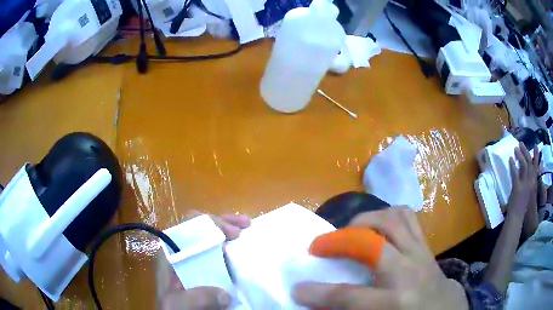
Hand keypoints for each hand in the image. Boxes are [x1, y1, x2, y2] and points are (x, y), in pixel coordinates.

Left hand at [155, 212, 249, 309]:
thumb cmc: (174, 309)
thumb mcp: (180, 304)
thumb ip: (199, 297)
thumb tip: (225, 293)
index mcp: (171, 253)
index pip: (187, 227)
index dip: (210, 224)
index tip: (232, 233)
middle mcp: (182, 252)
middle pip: (200, 228)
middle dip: (223, 223)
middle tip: (245, 225)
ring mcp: (194, 260)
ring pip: (210, 237)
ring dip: (228, 230)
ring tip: (247, 227)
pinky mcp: (204, 270)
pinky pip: (218, 253)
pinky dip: (231, 247)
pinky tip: (242, 247)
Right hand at [292, 208, 467, 309]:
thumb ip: (352, 309)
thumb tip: (320, 303)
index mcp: (396, 300)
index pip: (348, 295)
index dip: (318, 293)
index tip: (298, 288)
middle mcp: (409, 271)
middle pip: (372, 242)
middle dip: (341, 240)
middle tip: (323, 245)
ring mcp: (420, 253)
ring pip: (393, 219)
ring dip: (366, 220)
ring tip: (351, 231)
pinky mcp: (426, 244)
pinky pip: (407, 217)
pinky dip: (388, 216)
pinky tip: (377, 228)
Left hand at [507, 143, 539, 216]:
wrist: (517, 218)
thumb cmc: (522, 207)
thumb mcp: (527, 192)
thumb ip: (527, 182)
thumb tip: (524, 171)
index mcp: (533, 184)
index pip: (536, 167)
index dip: (536, 156)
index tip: (536, 146)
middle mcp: (530, 182)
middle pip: (529, 163)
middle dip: (526, 151)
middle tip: (521, 143)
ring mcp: (524, 185)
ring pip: (523, 165)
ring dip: (519, 155)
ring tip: (515, 148)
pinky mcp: (517, 188)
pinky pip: (515, 174)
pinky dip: (512, 165)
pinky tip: (510, 159)